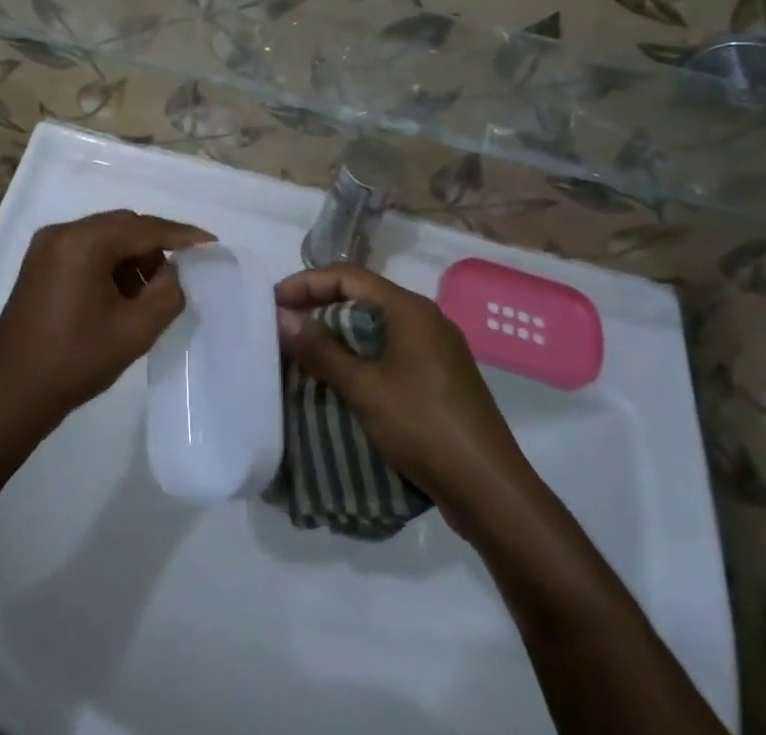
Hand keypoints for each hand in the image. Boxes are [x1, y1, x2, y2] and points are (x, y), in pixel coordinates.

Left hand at [0, 210, 212, 434]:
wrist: (12, 394)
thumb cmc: (75, 361)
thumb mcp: (134, 331)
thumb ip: (167, 293)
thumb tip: (172, 271)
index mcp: (83, 242)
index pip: (143, 228)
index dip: (180, 234)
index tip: (210, 243)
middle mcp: (61, 233)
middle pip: (122, 226)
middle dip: (154, 247)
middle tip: (177, 276)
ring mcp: (46, 247)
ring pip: (104, 237)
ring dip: (131, 256)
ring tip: (147, 294)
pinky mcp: (38, 264)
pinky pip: (85, 250)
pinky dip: (108, 264)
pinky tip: (119, 295)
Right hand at [275, 266, 538, 525]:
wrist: (490, 489)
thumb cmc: (423, 426)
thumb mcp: (364, 387)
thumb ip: (321, 349)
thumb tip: (282, 316)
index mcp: (410, 309)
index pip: (348, 276)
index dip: (307, 283)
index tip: (274, 300)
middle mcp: (426, 319)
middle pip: (363, 298)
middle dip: (321, 307)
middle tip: (285, 326)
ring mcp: (437, 350)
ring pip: (378, 327)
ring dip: (340, 334)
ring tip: (305, 352)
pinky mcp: (441, 378)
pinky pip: (392, 352)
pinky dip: (362, 357)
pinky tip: (342, 379)